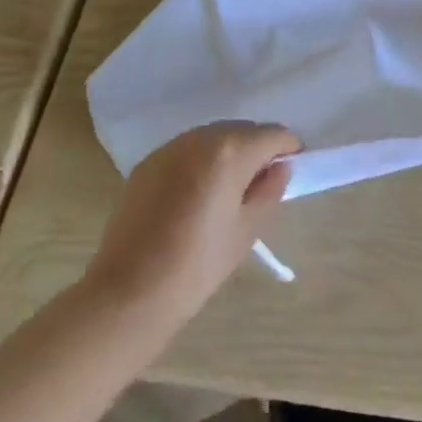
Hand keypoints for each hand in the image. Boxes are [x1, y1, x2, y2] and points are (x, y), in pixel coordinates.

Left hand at [86, 121, 300, 321]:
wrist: (130, 291)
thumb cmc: (199, 264)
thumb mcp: (247, 230)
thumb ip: (270, 191)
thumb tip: (279, 168)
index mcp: (230, 151)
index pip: (273, 135)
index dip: (289, 149)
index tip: (292, 170)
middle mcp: (199, 138)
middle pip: (242, 130)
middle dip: (258, 148)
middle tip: (261, 183)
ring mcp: (169, 148)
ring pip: (212, 137)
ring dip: (228, 152)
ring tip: (228, 189)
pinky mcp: (147, 163)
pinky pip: (186, 150)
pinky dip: (201, 161)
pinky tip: (197, 194)